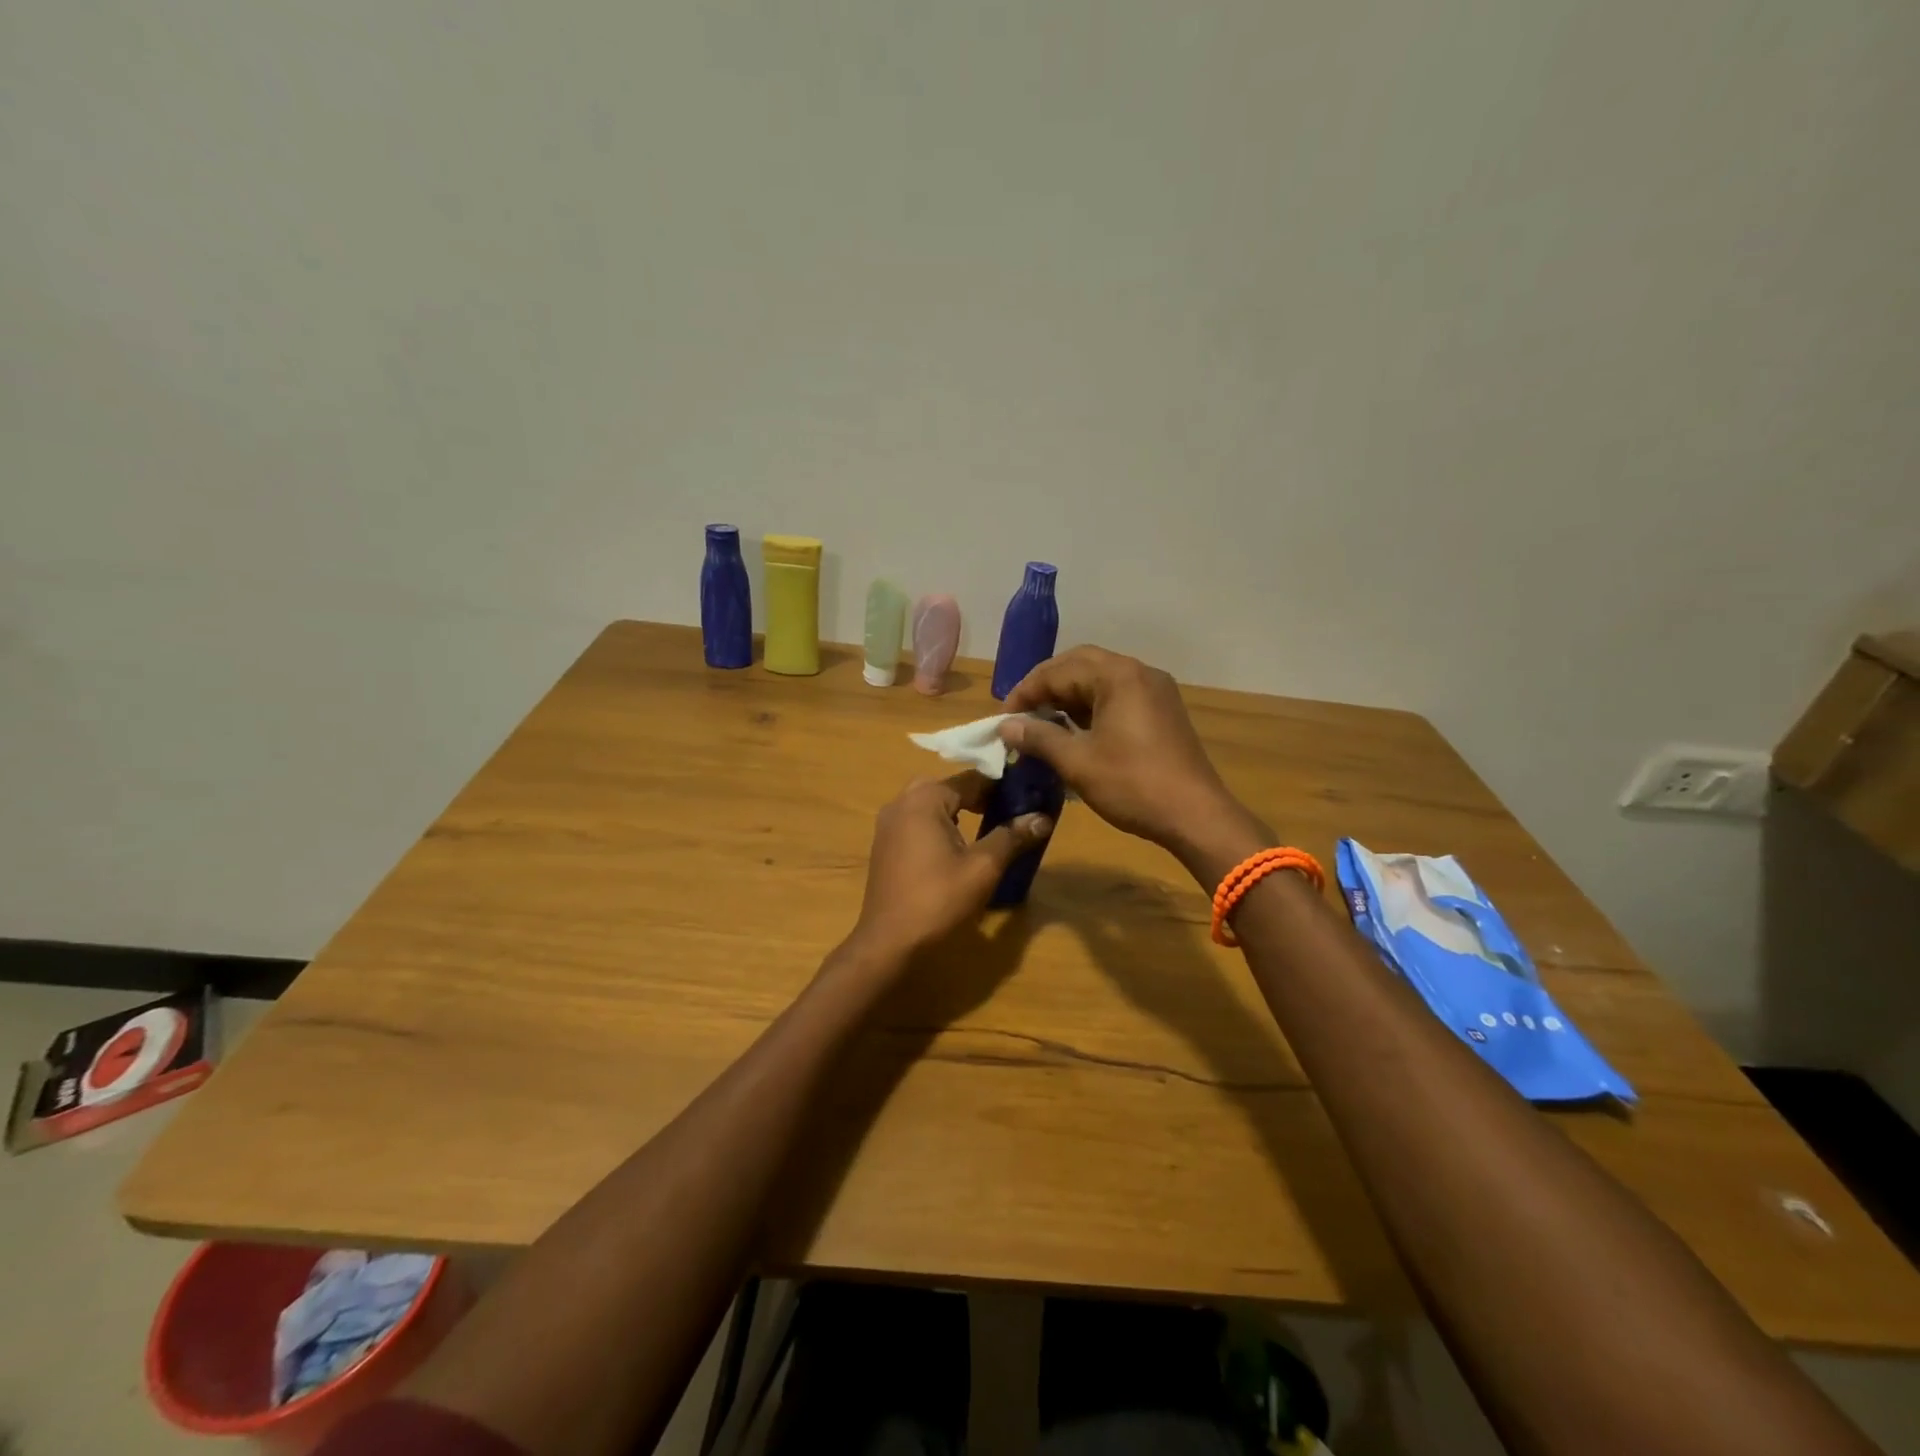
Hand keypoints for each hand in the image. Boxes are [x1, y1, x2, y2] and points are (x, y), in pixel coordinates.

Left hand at [847, 772, 1052, 964]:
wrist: (889, 944)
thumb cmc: (938, 900)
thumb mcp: (983, 867)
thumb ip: (1011, 836)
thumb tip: (1042, 817)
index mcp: (923, 799)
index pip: (971, 779)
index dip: (1001, 785)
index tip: (1028, 794)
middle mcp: (901, 803)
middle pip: (948, 788)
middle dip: (979, 796)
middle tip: (1009, 810)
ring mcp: (888, 825)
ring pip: (931, 805)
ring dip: (959, 811)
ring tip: (990, 826)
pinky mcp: (885, 847)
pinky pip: (918, 823)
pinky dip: (940, 826)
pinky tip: (959, 847)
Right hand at [1001, 646, 1265, 872]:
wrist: (1196, 816)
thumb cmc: (1133, 785)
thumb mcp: (1078, 762)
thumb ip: (1039, 737)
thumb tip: (1006, 726)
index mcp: (1118, 676)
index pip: (1059, 669)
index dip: (1026, 691)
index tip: (1004, 718)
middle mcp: (1139, 673)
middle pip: (1081, 665)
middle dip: (1047, 687)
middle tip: (1021, 713)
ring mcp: (1155, 691)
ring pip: (1101, 680)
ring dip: (1069, 696)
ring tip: (1043, 724)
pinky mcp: (1163, 711)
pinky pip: (1119, 696)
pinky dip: (1092, 707)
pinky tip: (1075, 731)